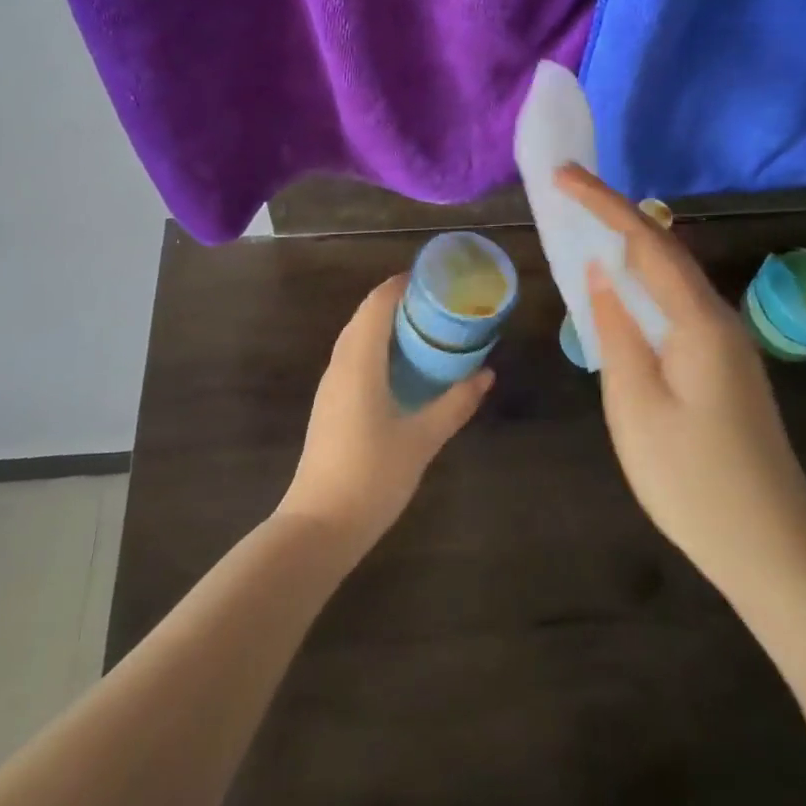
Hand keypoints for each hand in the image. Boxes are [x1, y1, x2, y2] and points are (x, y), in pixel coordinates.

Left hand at [277, 274, 492, 556]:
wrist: (319, 526)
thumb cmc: (372, 476)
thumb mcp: (422, 439)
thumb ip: (455, 403)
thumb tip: (486, 374)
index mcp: (359, 361)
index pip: (377, 303)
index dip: (402, 284)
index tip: (435, 279)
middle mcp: (340, 364)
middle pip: (365, 315)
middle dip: (399, 301)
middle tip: (439, 303)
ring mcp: (331, 385)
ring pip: (357, 336)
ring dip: (387, 324)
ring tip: (426, 328)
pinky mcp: (329, 404)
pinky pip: (354, 357)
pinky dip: (377, 346)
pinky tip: (402, 366)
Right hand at [558, 166, 805, 600]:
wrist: (775, 550)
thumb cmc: (693, 480)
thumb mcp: (635, 404)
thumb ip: (616, 330)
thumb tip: (600, 272)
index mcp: (698, 321)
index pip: (645, 241)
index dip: (602, 203)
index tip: (562, 175)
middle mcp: (718, 318)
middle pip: (663, 248)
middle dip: (614, 214)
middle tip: (568, 194)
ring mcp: (726, 342)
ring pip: (672, 275)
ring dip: (629, 245)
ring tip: (586, 227)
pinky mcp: (723, 364)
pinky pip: (677, 303)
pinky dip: (643, 281)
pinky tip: (622, 289)